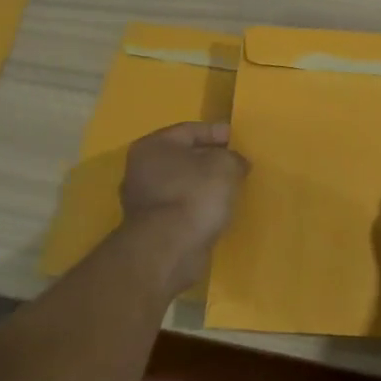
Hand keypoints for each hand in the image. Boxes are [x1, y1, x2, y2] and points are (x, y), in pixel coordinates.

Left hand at [119, 122, 248, 296]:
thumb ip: (233, 157)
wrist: (169, 250)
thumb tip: (235, 163)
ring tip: (231, 189)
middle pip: (183, 157)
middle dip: (210, 159)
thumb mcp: (225, 165)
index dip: (217, 132)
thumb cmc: (194, 195)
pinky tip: (217, 211)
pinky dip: (198, 207)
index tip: (239, 140)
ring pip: (182, 184)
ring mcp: (143, 201)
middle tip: (237, 164)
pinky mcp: (151, 228)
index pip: (190, 130)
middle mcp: (141, 170)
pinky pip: (181, 208)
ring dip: (204, 186)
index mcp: (153, 146)